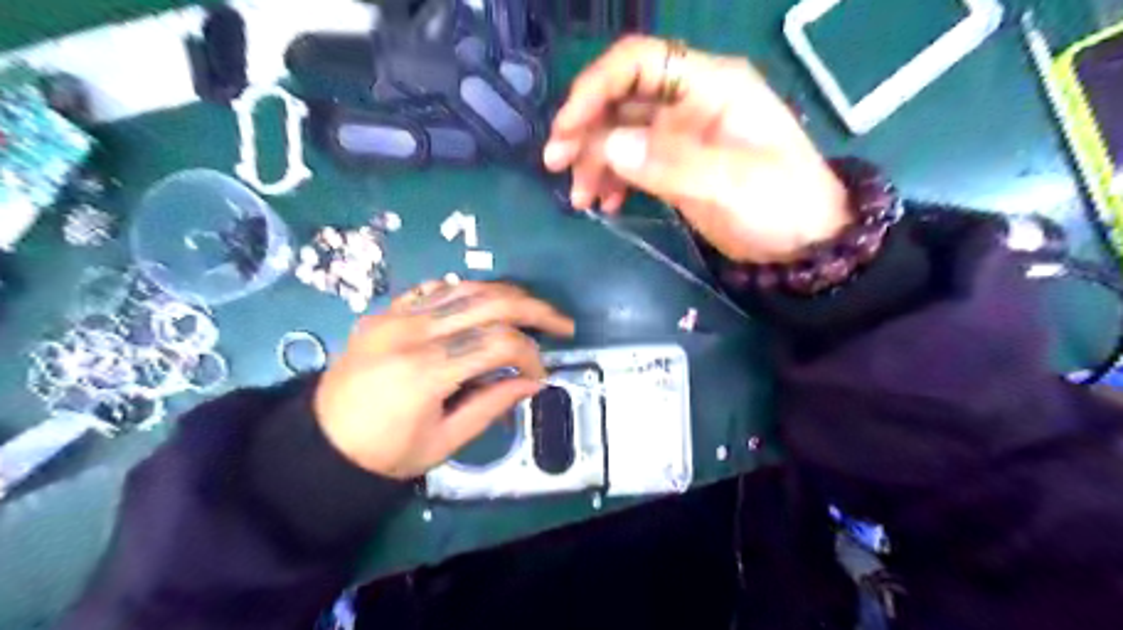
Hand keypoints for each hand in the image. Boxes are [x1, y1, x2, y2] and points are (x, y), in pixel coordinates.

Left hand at [315, 280, 577, 477]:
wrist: (320, 443)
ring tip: (532, 311)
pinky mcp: (386, 311)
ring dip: (507, 295)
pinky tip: (485, 308)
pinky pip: (437, 288)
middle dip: (535, 309)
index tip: (538, 375)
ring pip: (466, 286)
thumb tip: (533, 381)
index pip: (498, 342)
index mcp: (425, 371)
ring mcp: (395, 315)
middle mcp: (411, 332)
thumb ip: (492, 405)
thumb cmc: (384, 454)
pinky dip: (469, 293)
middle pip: (489, 301)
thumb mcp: (444, 442)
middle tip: (561, 323)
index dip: (530, 355)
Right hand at [544, 37, 852, 261]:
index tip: (567, 129)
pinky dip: (613, 180)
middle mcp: (688, 103)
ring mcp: (679, 136)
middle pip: (621, 100)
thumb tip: (608, 146)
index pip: (639, 63)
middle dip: (585, 130)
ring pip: (620, 134)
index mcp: (710, 85)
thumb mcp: (731, 183)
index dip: (596, 88)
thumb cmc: (782, 203)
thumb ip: (671, 163)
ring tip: (581, 199)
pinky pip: (631, 163)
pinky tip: (606, 204)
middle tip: (556, 165)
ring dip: (594, 161)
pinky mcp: (674, 167)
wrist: (804, 243)